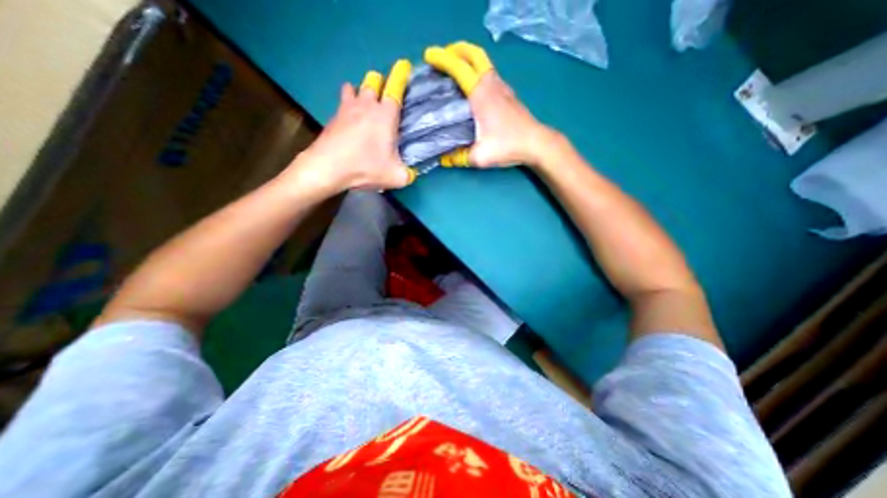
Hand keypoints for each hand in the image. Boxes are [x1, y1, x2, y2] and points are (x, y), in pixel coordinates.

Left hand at [287, 58, 419, 194]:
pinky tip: (351, 120)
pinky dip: (349, 105)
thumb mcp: (396, 177)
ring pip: (355, 87)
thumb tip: (410, 173)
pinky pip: (343, 102)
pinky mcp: (334, 116)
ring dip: (362, 92)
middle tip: (385, 99)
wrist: (328, 167)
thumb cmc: (365, 167)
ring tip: (366, 106)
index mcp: (385, 115)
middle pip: (373, 81)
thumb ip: (408, 174)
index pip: (395, 87)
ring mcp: (347, 108)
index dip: (401, 75)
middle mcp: (366, 105)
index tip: (404, 66)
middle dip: (380, 84)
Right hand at [425, 41, 556, 168]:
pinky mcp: (508, 94)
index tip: (429, 58)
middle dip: (456, 51)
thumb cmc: (508, 146)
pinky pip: (489, 74)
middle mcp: (491, 85)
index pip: (459, 68)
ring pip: (483, 63)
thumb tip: (443, 158)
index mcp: (481, 95)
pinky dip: (477, 72)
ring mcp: (502, 87)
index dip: (443, 59)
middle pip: (474, 55)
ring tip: (454, 71)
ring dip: (467, 60)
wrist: (536, 143)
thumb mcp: (480, 156)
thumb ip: (459, 157)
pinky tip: (473, 87)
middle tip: (442, 59)